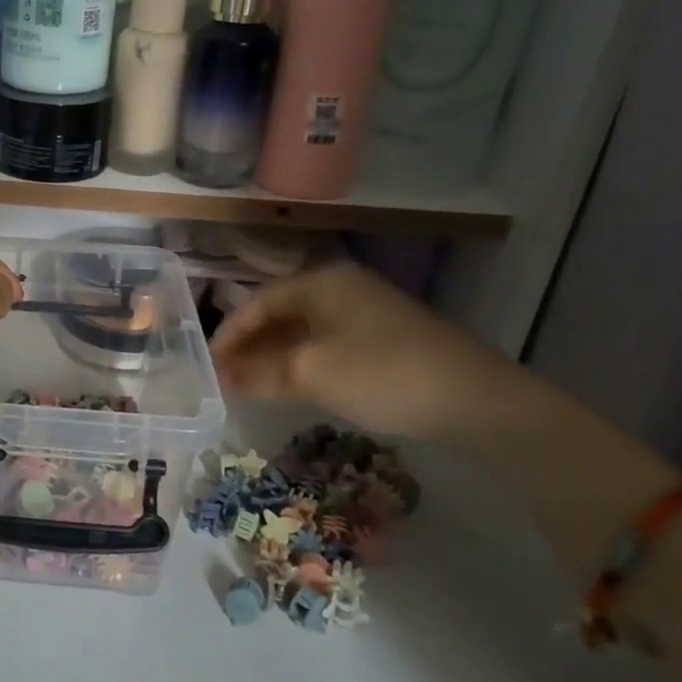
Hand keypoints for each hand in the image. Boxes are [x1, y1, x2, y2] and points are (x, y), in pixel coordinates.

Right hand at [211, 262, 519, 442]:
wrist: (475, 399)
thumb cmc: (382, 374)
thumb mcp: (311, 374)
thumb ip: (260, 374)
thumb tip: (223, 377)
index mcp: (320, 282)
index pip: (257, 303)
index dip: (228, 335)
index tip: (207, 365)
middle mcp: (341, 287)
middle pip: (279, 314)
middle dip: (249, 347)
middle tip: (224, 378)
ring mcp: (365, 311)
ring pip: (303, 331)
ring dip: (274, 357)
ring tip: (250, 386)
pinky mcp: (384, 337)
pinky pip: (327, 344)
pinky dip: (302, 363)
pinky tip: (293, 385)